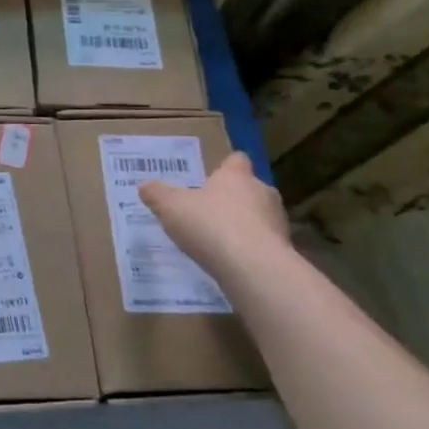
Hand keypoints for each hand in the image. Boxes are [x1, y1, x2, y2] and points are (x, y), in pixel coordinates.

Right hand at [139, 151, 288, 274]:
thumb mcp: (170, 207)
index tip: (213, 176)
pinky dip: (250, 249)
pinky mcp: (283, 251)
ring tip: (220, 240)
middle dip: (234, 198)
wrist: (253, 268)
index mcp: (236, 177)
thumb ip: (157, 194)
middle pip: (250, 189)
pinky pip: (263, 244)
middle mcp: (262, 193)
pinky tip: (232, 262)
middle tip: (211, 210)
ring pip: (260, 217)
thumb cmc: (210, 225)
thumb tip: (145, 186)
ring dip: (244, 225)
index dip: (226, 166)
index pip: (237, 161)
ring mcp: (277, 222)